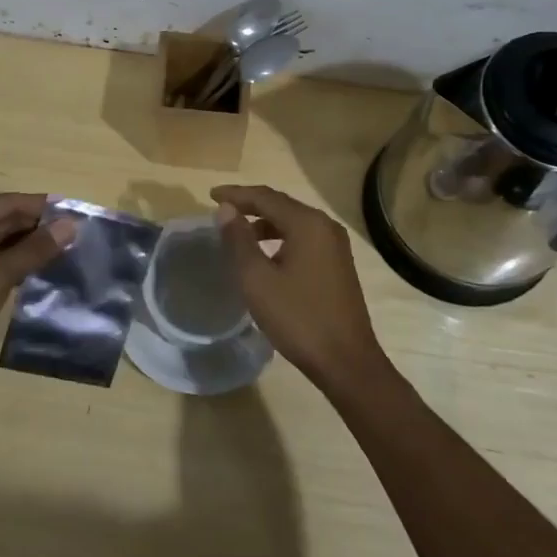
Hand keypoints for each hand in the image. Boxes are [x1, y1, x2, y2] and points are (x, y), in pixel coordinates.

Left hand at [0, 193, 78, 401]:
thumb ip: (34, 249)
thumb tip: (71, 225)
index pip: (6, 203)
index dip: (42, 207)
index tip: (77, 213)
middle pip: (1, 220)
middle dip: (37, 228)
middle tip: (78, 235)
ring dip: (28, 248)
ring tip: (68, 252)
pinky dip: (13, 266)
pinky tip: (41, 272)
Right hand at [211, 184, 385, 389]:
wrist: (346, 361)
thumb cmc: (298, 318)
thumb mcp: (258, 279)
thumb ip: (239, 240)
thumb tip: (226, 209)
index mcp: (307, 223)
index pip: (265, 196)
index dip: (236, 194)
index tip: (210, 196)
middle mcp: (324, 226)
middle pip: (281, 205)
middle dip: (250, 205)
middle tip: (222, 211)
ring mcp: (335, 245)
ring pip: (293, 222)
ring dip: (265, 223)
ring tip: (239, 233)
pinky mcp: (338, 263)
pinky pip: (304, 238)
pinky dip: (281, 237)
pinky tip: (267, 255)